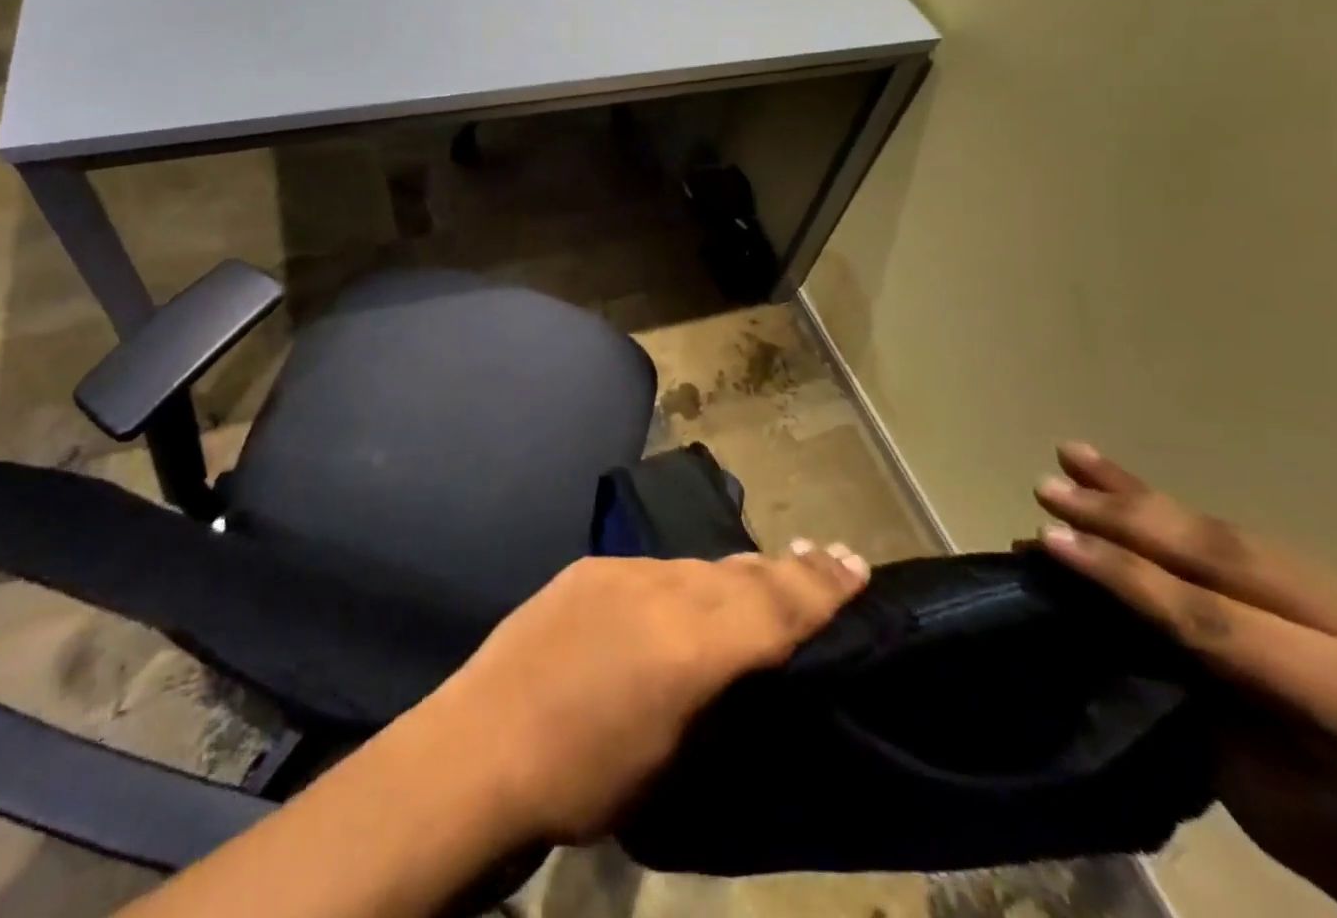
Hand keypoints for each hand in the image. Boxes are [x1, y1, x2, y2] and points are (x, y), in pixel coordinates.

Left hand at [424, 543, 870, 843]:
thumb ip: (713, 690)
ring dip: (735, 574)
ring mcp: (621, 572)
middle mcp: (663, 592)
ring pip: (698, 566)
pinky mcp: (589, 567)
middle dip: (789, 569)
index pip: (774, 607)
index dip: (820, 586)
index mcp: (692, 647)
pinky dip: (682, 580)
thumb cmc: (582, 782)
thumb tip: (740, 659)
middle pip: (742, 574)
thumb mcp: (670, 757)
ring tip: (766, 574)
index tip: (857, 563)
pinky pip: (654, 568)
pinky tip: (685, 594)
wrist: (479, 746)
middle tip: (829, 555)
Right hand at [1034, 444, 1336, 917]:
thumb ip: (1184, 680)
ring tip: (1074, 457)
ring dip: (1141, 496)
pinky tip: (1130, 484)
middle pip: (1222, 558)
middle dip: (1124, 518)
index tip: (1047, 540)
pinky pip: (1245, 542)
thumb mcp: (1250, 778)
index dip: (1124, 575)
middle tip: (1049, 490)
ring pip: (1230, 535)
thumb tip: (1091, 604)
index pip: (1213, 620)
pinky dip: (1176, 512)